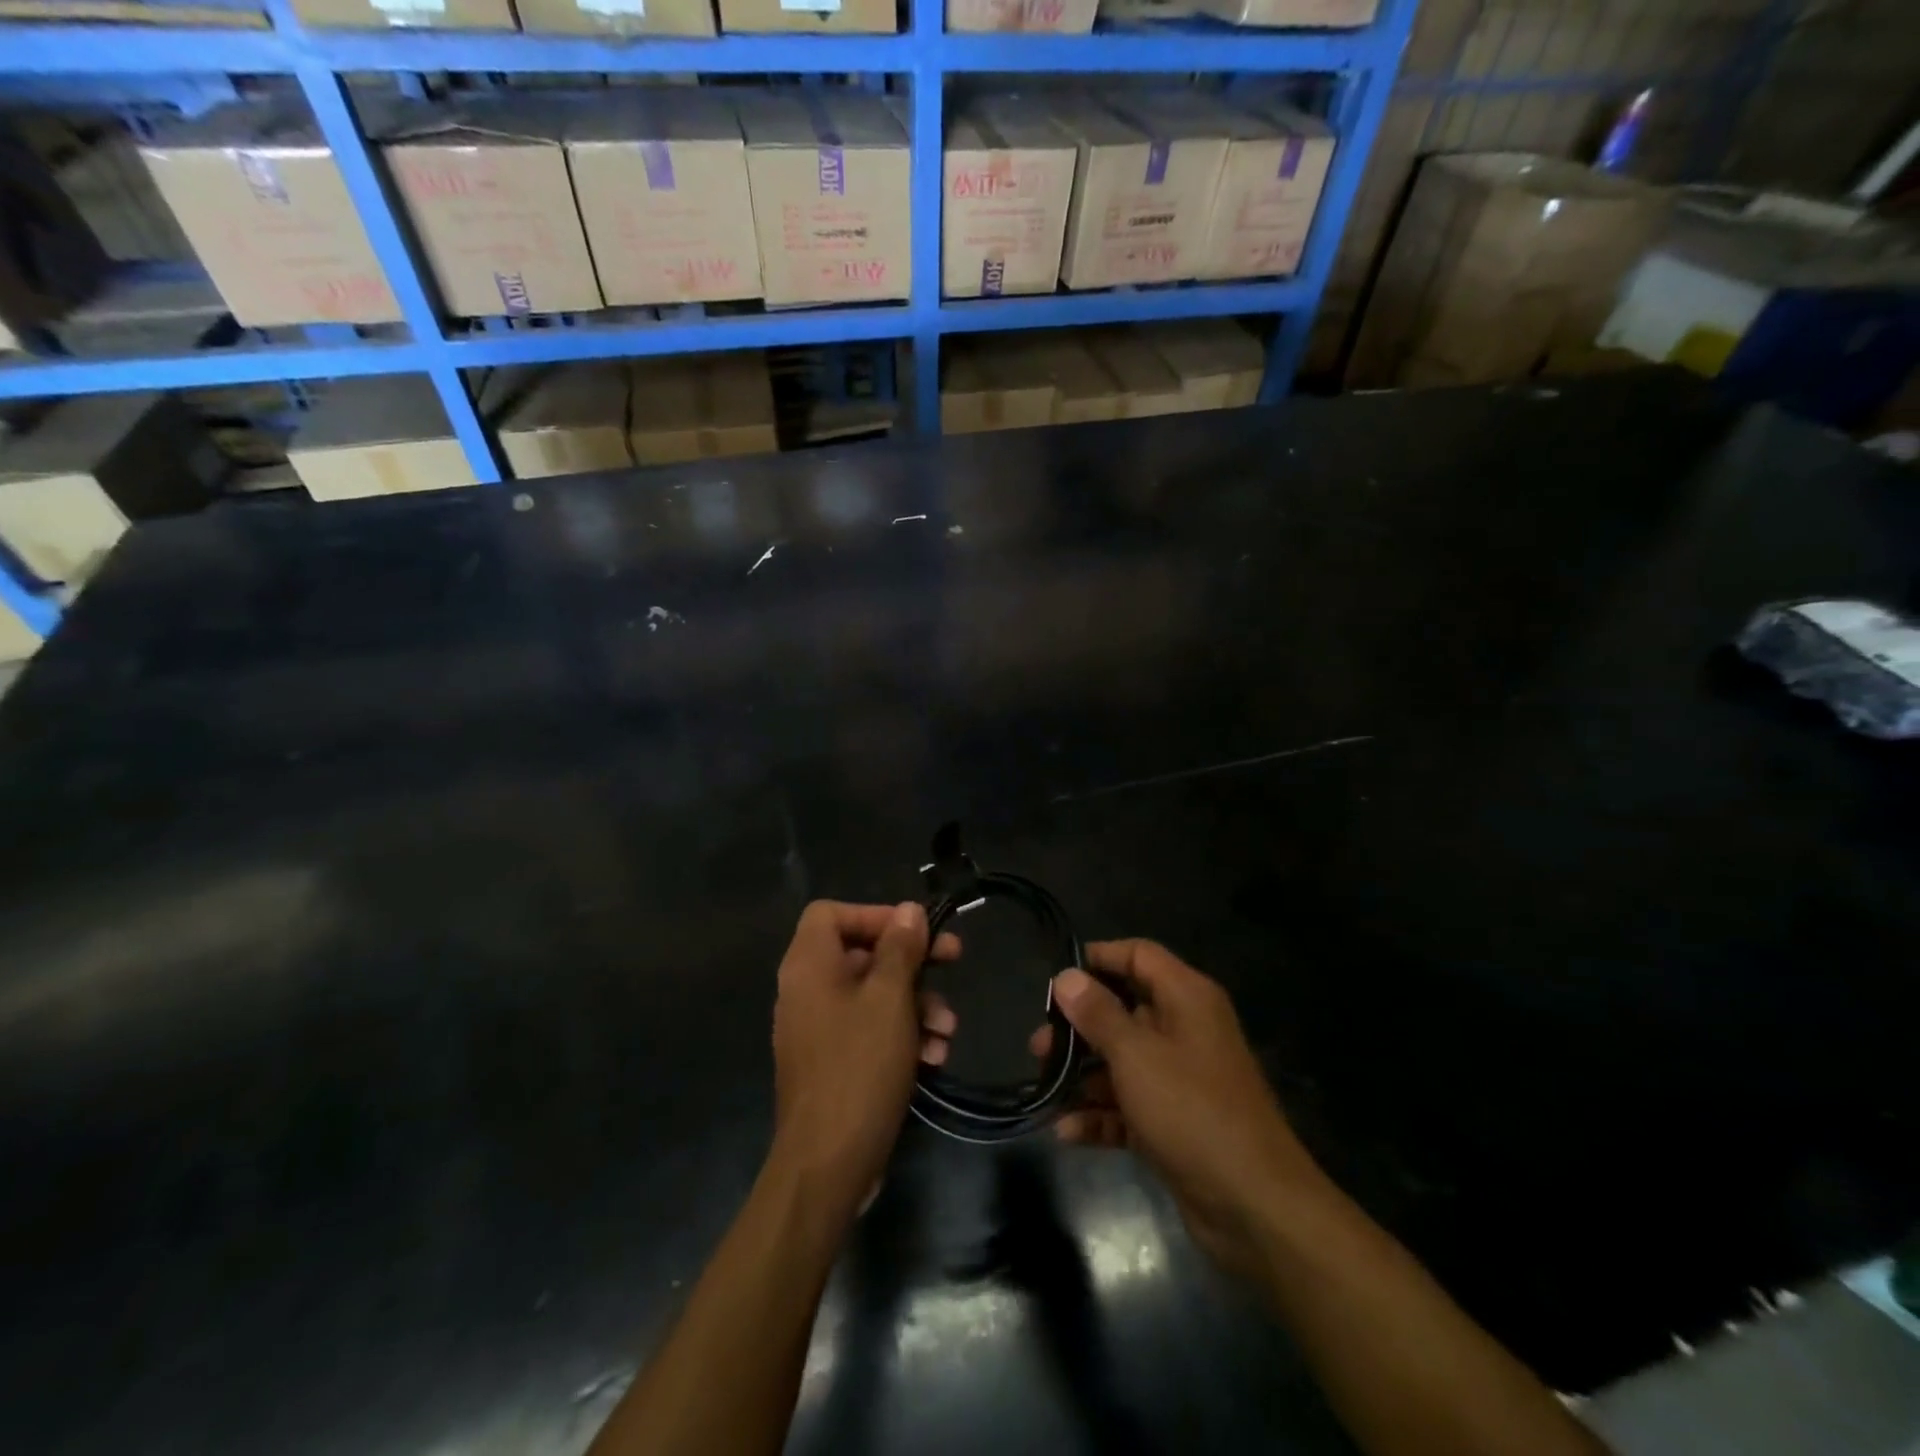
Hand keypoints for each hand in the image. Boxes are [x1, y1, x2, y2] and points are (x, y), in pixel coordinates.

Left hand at [769, 901, 959, 1216]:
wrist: (828, 1164)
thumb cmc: (859, 1067)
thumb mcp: (890, 1000)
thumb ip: (900, 949)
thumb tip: (908, 910)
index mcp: (809, 965)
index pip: (831, 912)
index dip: (874, 914)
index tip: (915, 931)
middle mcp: (807, 990)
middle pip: (861, 952)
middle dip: (912, 961)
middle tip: (954, 960)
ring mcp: (818, 1029)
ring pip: (872, 994)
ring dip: (916, 1003)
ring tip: (948, 1028)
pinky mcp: (832, 1062)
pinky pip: (869, 1029)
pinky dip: (901, 1033)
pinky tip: (935, 1055)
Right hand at [1032, 940, 1325, 1276]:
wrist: (1255, 1208)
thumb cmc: (1192, 1111)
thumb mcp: (1136, 1055)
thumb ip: (1098, 1013)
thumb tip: (1067, 976)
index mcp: (1186, 998)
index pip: (1138, 956)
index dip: (1098, 959)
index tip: (1056, 979)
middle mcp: (1185, 1030)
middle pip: (1124, 1011)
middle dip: (1079, 1027)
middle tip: (1038, 1045)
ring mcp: (1180, 1079)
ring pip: (1122, 1061)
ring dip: (1083, 1075)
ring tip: (1043, 1088)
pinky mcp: (1174, 1123)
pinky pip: (1129, 1106)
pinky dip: (1101, 1115)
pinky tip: (1066, 1131)